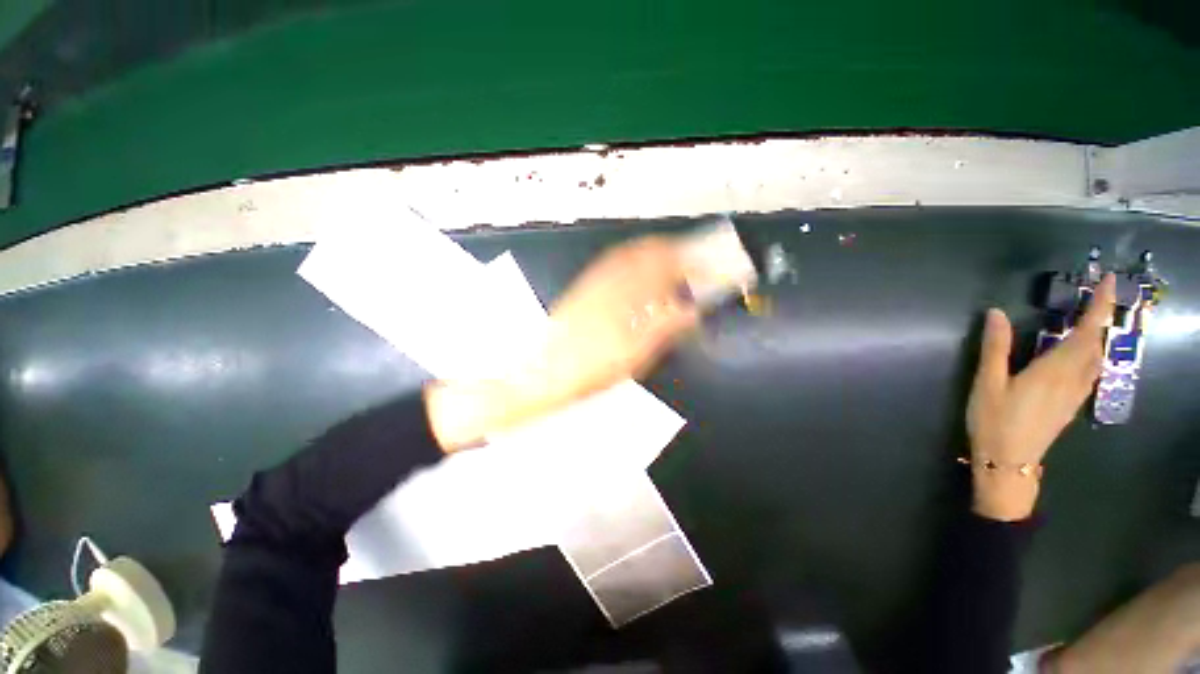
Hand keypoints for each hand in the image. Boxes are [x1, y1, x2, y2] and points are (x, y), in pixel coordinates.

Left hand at [427, 235, 699, 451]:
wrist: (541, 372)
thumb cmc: (589, 370)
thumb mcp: (633, 358)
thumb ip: (664, 329)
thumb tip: (691, 311)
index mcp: (626, 298)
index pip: (666, 268)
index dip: (690, 264)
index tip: (708, 267)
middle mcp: (611, 281)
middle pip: (649, 252)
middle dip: (675, 251)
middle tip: (694, 260)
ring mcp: (595, 281)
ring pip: (631, 253)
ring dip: (655, 251)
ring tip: (673, 259)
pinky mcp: (584, 286)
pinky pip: (614, 262)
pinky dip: (634, 259)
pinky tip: (640, 268)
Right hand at [965, 274, 1115, 520]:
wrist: (1009, 462)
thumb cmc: (995, 420)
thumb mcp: (988, 383)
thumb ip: (995, 348)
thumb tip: (996, 313)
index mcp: (1054, 370)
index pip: (1085, 333)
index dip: (1098, 306)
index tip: (1107, 282)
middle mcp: (1073, 379)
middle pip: (1095, 345)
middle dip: (1099, 319)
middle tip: (1096, 297)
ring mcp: (1074, 395)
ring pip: (1097, 360)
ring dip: (1097, 337)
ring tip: (1090, 322)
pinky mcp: (1070, 405)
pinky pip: (1090, 373)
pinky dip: (1091, 355)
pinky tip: (1082, 356)